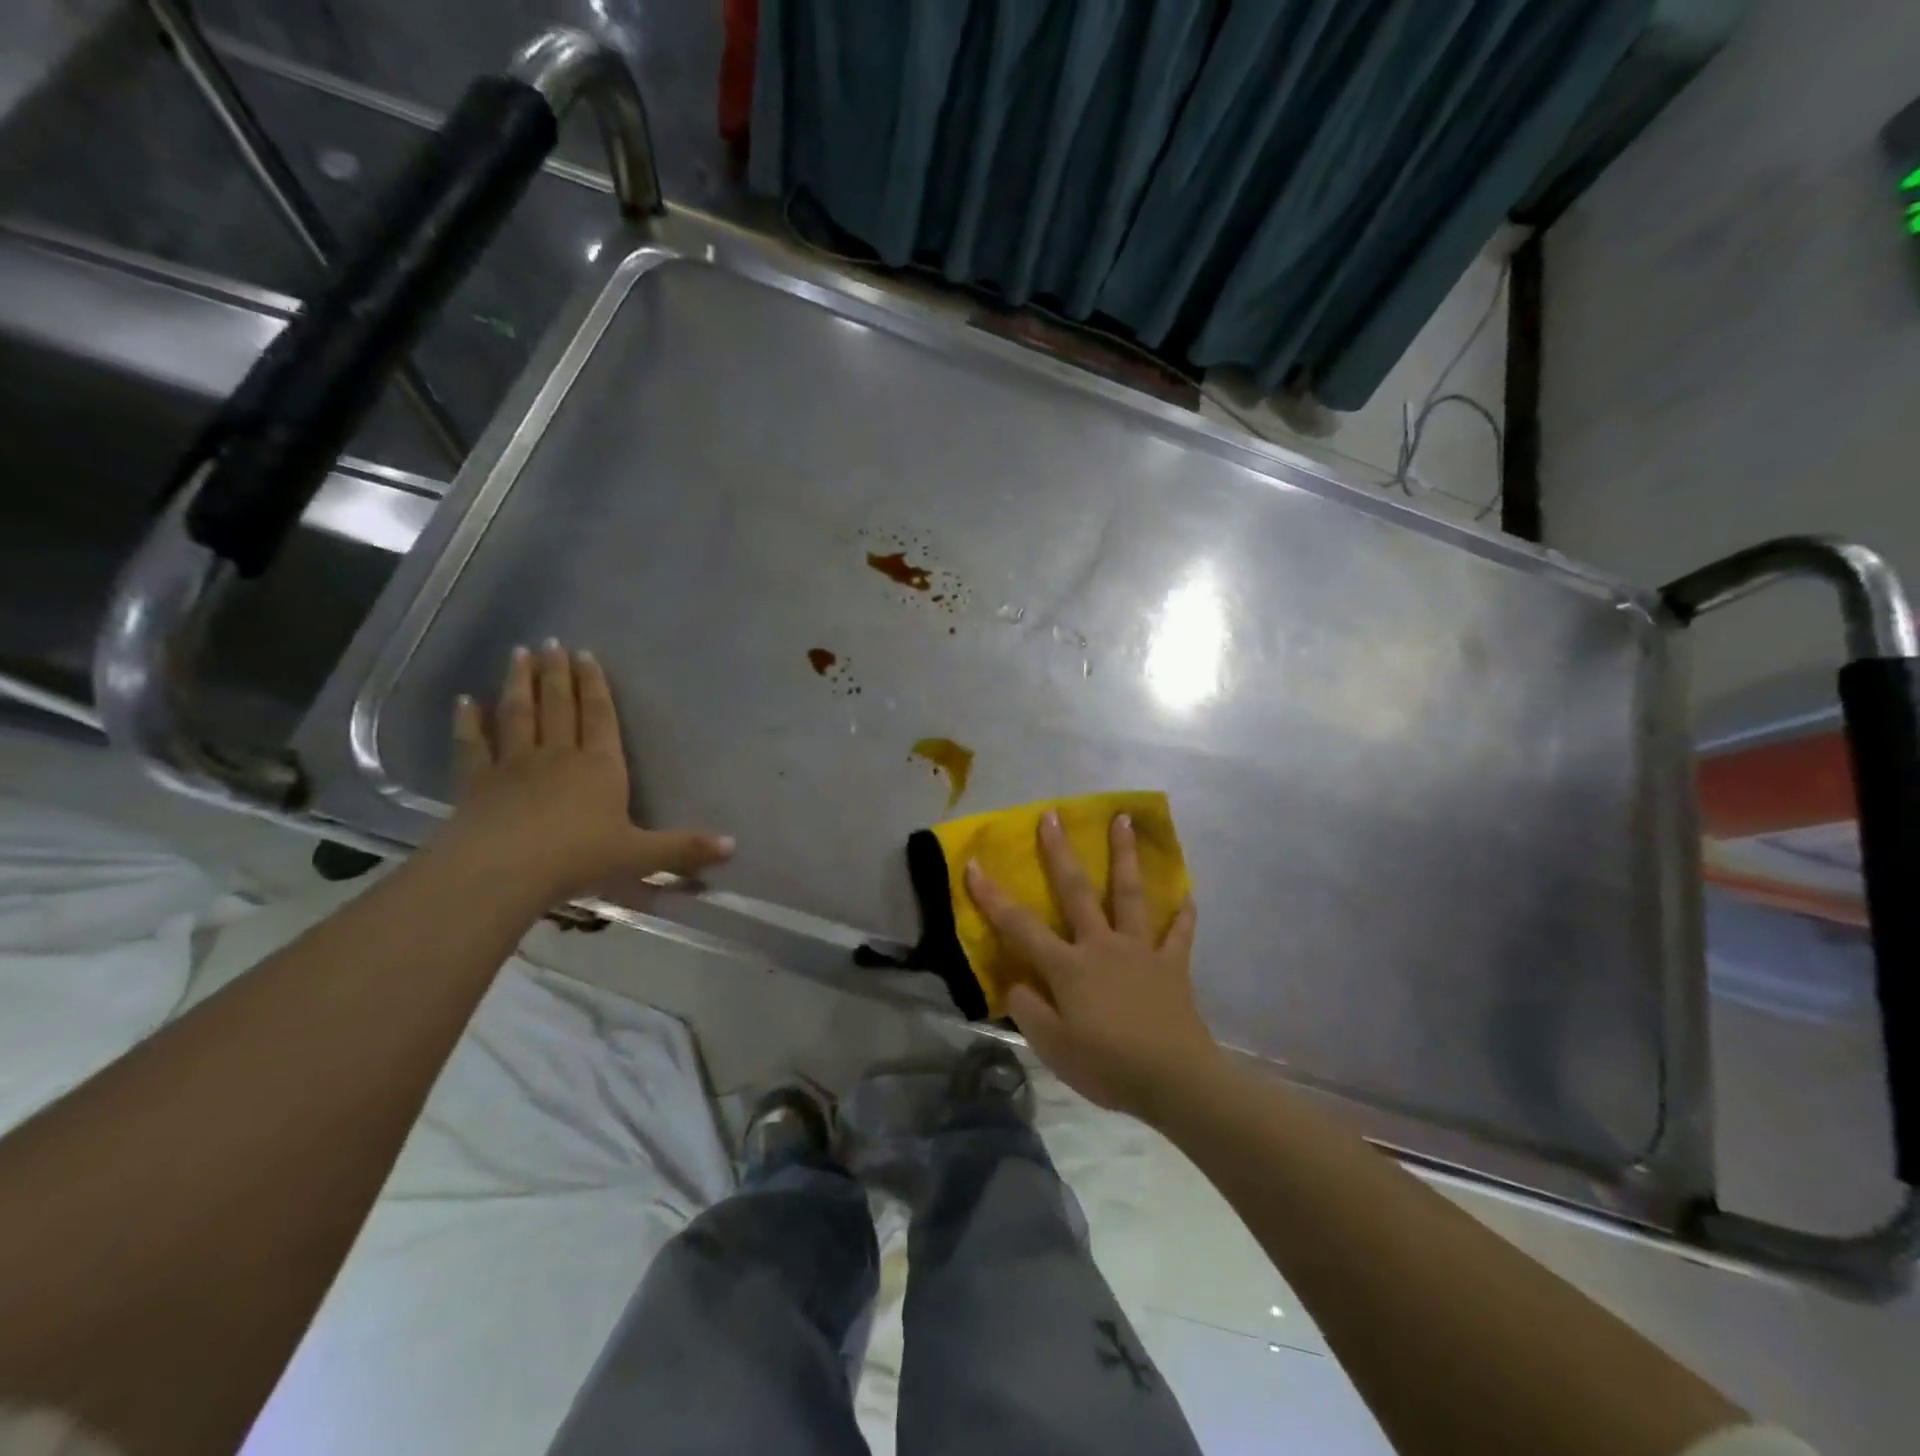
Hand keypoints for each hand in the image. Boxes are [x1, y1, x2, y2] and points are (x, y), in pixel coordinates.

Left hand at [439, 641, 733, 902]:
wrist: (503, 872)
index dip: (594, 685)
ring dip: (519, 683)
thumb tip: (733, 846)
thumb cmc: (578, 859)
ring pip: (519, 715)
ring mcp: (514, 766)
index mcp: (600, 767)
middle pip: (558, 706)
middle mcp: (558, 756)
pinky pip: (473, 745)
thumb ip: (683, 849)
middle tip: (550, 643)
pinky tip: (464, 701)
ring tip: (518, 654)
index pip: (599, 716)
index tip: (586, 655)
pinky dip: (468, 722)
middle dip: (557, 673)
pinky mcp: (477, 783)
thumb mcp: (640, 856)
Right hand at [965, 812, 1216, 1122]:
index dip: (992, 896)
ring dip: (1125, 855)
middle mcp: (1101, 945)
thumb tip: (1016, 981)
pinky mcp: (1172, 966)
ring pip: (1130, 895)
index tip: (973, 864)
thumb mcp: (1052, 1046)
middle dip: (1060, 852)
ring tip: (1124, 819)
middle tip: (1052, 815)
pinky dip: (1183, 917)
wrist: (1174, 1079)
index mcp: (1068, 966)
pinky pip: (1178, 936)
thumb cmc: (1107, 1064)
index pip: (1020, 926)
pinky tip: (1189, 897)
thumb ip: (1027, 1009)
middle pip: (1077, 891)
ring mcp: (1140, 951)